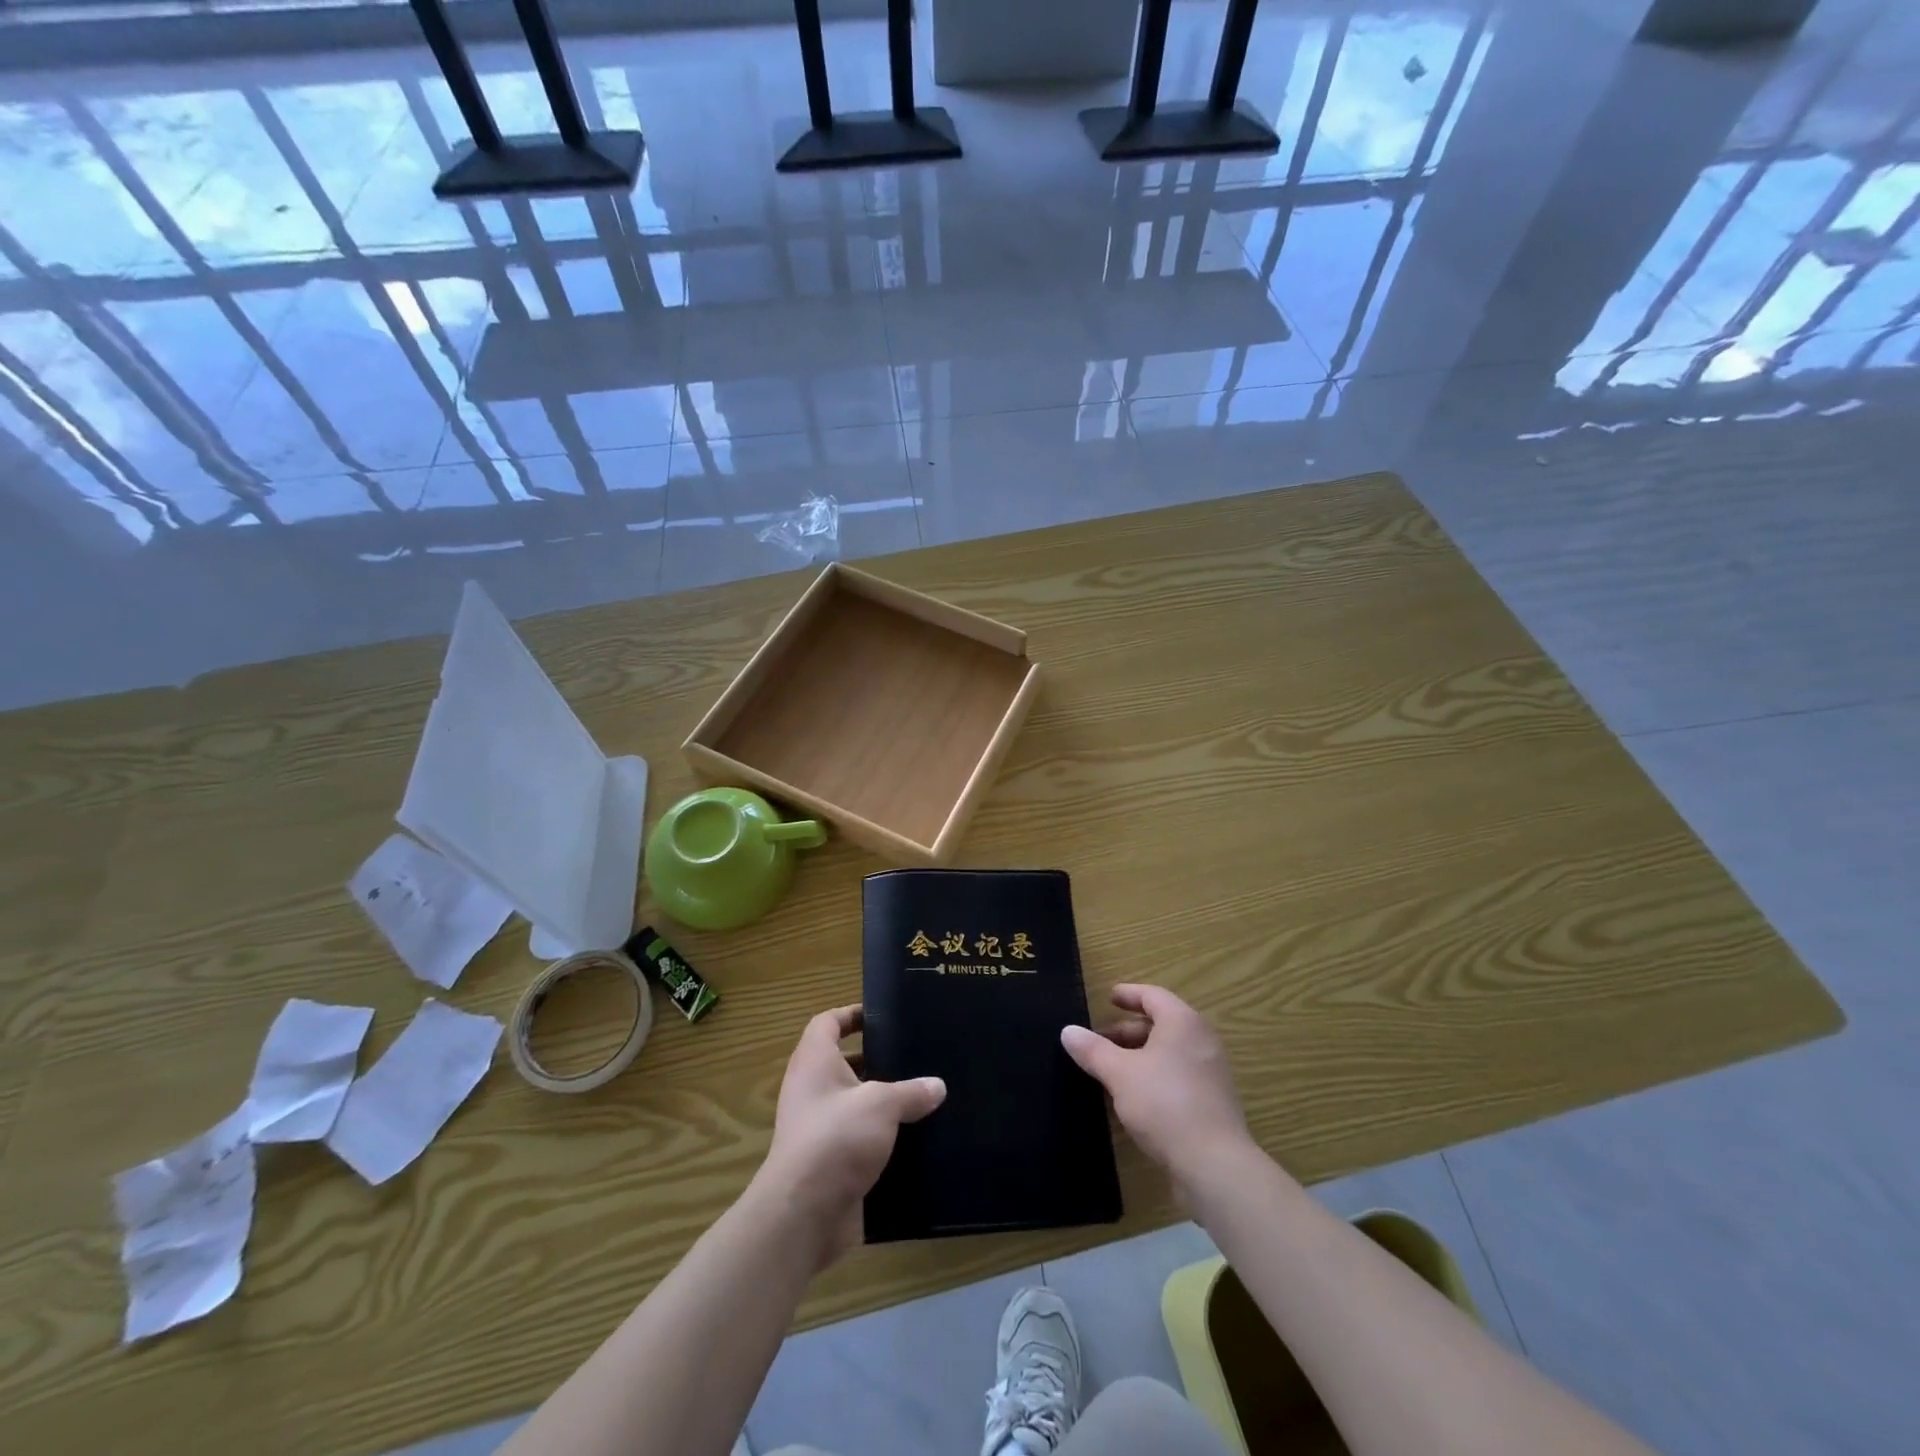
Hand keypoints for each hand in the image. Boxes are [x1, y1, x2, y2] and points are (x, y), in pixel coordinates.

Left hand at [755, 1005, 945, 1269]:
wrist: (803, 1215)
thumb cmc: (836, 1138)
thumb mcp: (881, 1105)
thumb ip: (911, 1092)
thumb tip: (937, 1086)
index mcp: (815, 1062)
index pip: (828, 1022)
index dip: (852, 1014)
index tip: (883, 1015)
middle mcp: (811, 1090)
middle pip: (843, 1063)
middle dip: (876, 1059)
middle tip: (913, 1055)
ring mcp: (817, 1128)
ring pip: (853, 1103)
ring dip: (882, 1101)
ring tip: (922, 1095)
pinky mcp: (829, 1162)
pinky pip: (858, 1139)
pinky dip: (882, 1137)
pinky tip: (915, 1138)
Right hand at [1061, 985, 1254, 1197]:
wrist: (1214, 1165)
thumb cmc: (1164, 1104)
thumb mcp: (1119, 1074)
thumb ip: (1093, 1050)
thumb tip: (1068, 1031)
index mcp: (1182, 1022)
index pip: (1153, 996)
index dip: (1128, 994)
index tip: (1109, 998)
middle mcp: (1202, 1040)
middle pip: (1161, 1024)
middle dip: (1128, 1031)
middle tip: (1100, 1042)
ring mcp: (1211, 1071)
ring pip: (1169, 1052)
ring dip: (1139, 1056)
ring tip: (1111, 1071)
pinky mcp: (1213, 1101)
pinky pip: (1179, 1075)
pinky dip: (1155, 1076)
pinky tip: (1134, 1098)